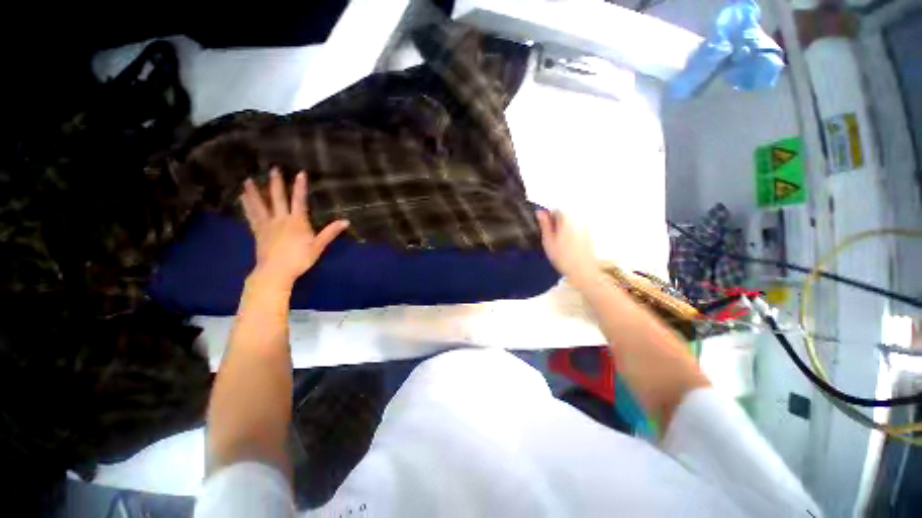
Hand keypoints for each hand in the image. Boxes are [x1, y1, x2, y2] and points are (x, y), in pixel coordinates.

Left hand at [240, 168, 348, 287]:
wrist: (275, 272)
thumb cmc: (299, 259)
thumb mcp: (318, 246)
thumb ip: (330, 232)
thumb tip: (346, 221)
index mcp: (297, 222)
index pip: (299, 201)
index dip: (300, 187)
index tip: (300, 173)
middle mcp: (281, 219)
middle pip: (278, 199)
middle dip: (276, 184)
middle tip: (273, 169)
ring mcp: (267, 225)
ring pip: (260, 205)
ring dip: (255, 192)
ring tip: (248, 180)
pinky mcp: (258, 232)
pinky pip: (252, 216)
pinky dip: (247, 206)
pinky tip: (242, 199)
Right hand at [536, 209, 598, 287]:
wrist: (583, 271)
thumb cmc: (563, 257)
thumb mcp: (548, 241)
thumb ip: (544, 224)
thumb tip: (540, 211)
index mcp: (566, 219)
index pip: (555, 208)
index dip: (547, 215)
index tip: (542, 223)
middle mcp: (578, 219)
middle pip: (564, 213)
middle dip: (555, 220)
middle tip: (549, 234)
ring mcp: (585, 226)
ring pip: (570, 221)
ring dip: (562, 226)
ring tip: (557, 240)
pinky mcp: (589, 234)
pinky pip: (576, 227)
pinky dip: (570, 232)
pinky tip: (566, 244)